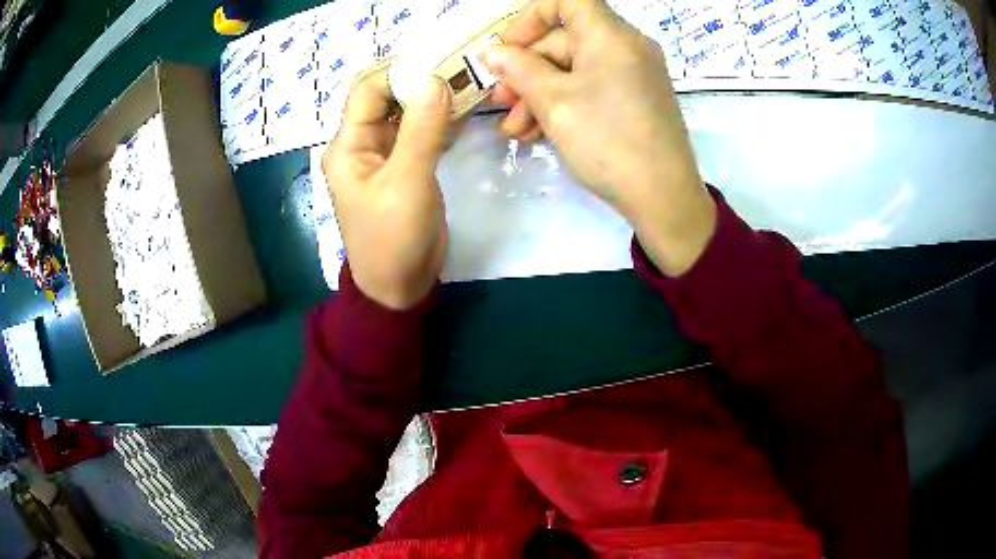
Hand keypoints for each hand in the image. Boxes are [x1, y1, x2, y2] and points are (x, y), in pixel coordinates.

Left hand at [322, 64, 451, 309]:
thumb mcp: (406, 183)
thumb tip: (435, 79)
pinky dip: (440, 119)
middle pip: (386, 96)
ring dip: (432, 97)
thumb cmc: (393, 239)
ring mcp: (385, 154)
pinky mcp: (406, 166)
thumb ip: (421, 130)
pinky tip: (464, 110)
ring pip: (406, 112)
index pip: (367, 90)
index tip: (439, 58)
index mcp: (348, 145)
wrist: (400, 286)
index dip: (399, 70)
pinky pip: (420, 131)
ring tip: (468, 81)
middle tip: (459, 65)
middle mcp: (362, 143)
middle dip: (418, 79)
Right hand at [481, 0, 715, 275]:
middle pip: (565, 39)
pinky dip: (565, 103)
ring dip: (539, 94)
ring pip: (575, 68)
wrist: (664, 199)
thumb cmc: (608, 142)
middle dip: (526, 70)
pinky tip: (539, 133)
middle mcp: (627, 46)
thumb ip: (518, 69)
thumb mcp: (554, 102)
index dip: (530, 18)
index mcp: (611, 34)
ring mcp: (635, 74)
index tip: (508, 49)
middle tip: (501, 103)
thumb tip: (491, 52)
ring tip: (516, 131)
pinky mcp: (637, 99)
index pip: (566, 0)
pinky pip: (593, 88)